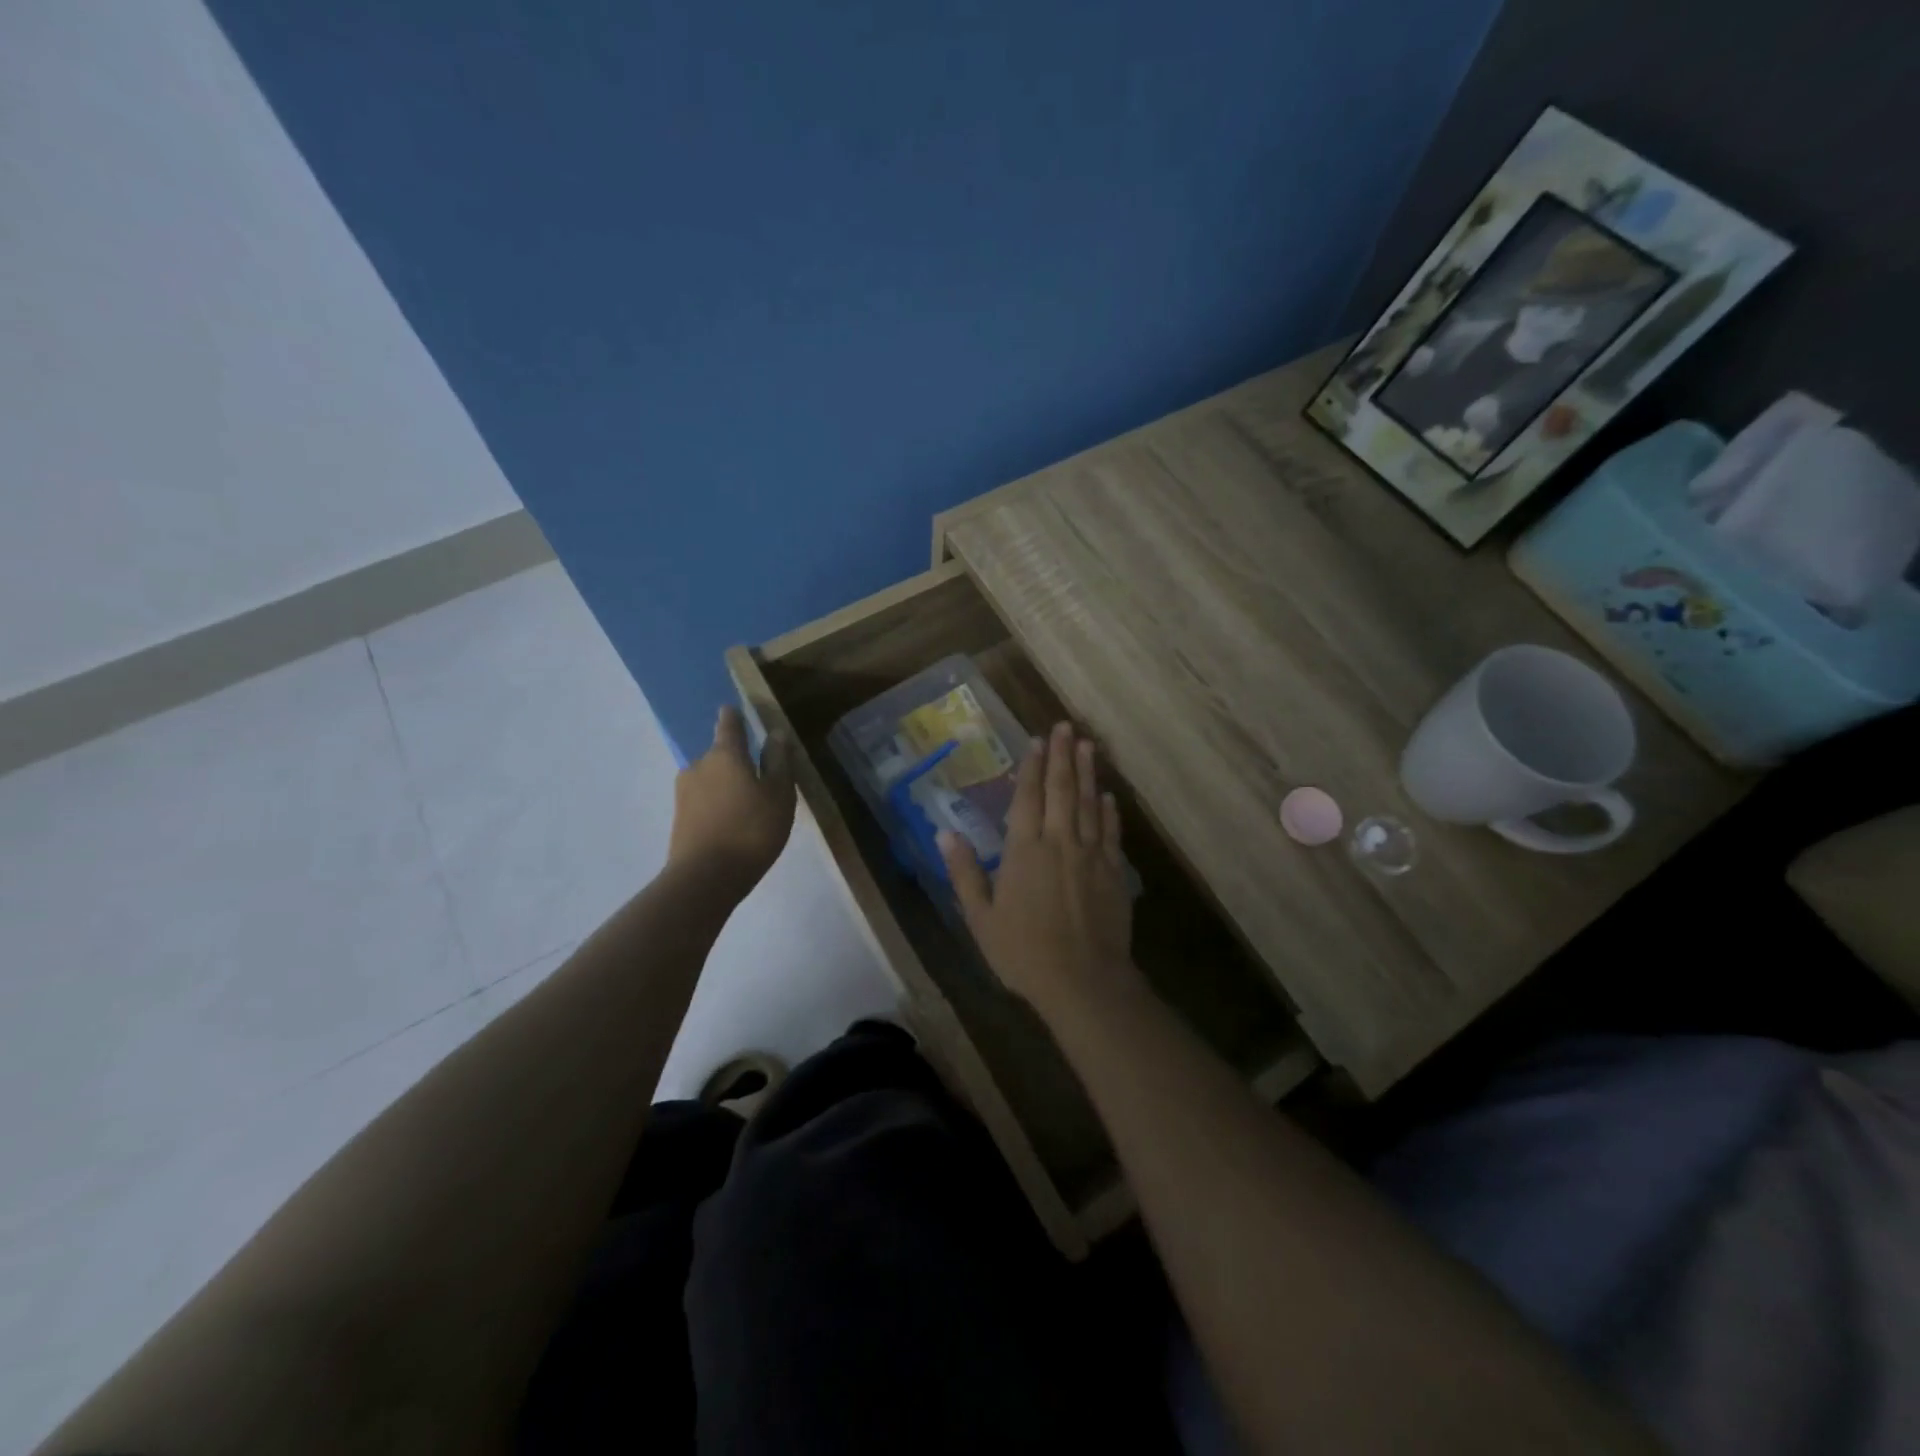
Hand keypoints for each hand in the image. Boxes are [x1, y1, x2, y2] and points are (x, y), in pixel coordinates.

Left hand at [669, 705, 795, 896]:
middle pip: (720, 754)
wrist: (705, 877)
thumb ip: (778, 761)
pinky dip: (718, 804)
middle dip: (736, 760)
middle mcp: (699, 765)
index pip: (729, 724)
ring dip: (727, 785)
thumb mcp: (779, 795)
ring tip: (748, 804)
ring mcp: (684, 792)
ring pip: (711, 779)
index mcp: (726, 754)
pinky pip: (704, 800)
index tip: (735, 710)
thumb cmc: (752, 829)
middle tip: (759, 776)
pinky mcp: (679, 817)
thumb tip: (776, 733)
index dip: (733, 716)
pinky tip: (732, 822)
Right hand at [939, 722, 1138, 1019]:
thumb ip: (965, 872)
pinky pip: (1111, 833)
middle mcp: (1059, 843)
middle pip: (1062, 790)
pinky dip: (1110, 811)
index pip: (1028, 798)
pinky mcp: (1114, 873)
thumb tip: (945, 832)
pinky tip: (1108, 795)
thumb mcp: (981, 918)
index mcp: (1024, 851)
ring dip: (1087, 773)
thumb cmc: (1023, 952)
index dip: (1031, 767)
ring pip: (1089, 804)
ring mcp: (1091, 855)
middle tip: (1065, 726)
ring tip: (1087, 745)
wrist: (1083, 981)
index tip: (1035, 740)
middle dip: (1062, 756)